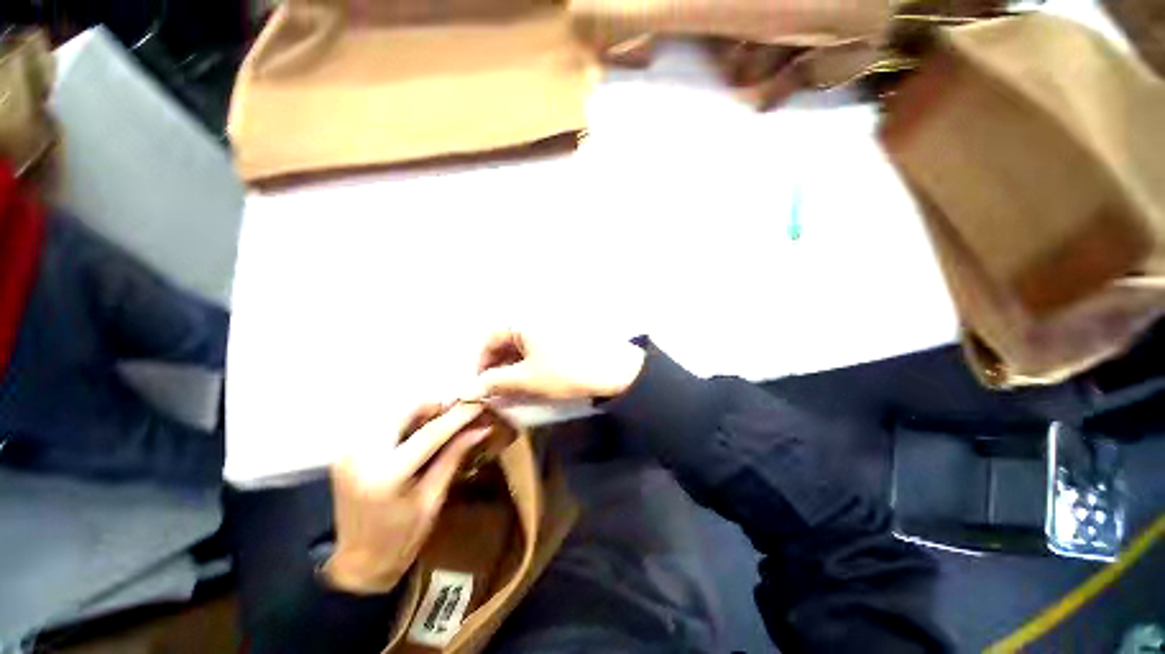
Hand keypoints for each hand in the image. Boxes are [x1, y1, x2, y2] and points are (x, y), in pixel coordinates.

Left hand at [323, 402, 488, 593]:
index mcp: (387, 475)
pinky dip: (404, 419)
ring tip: (442, 419)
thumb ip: (454, 456)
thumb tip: (481, 428)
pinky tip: (419, 429)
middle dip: (435, 405)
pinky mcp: (346, 450)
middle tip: (459, 410)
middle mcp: (362, 456)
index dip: (458, 416)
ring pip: (392, 411)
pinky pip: (381, 422)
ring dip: (420, 410)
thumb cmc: (402, 538)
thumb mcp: (433, 498)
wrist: (357, 564)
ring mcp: (349, 451)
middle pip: (405, 410)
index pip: (430, 433)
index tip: (479, 403)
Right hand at [468, 330, 645, 402]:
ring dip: (513, 364)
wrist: (613, 370)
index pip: (491, 339)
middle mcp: (535, 317)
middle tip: (496, 388)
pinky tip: (532, 376)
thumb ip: (495, 382)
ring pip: (523, 344)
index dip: (482, 363)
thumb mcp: (527, 379)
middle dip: (498, 365)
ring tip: (513, 386)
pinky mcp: (564, 333)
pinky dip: (530, 360)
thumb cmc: (566, 372)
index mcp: (523, 321)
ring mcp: (551, 324)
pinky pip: (538, 345)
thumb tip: (468, 390)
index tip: (480, 385)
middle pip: (507, 340)